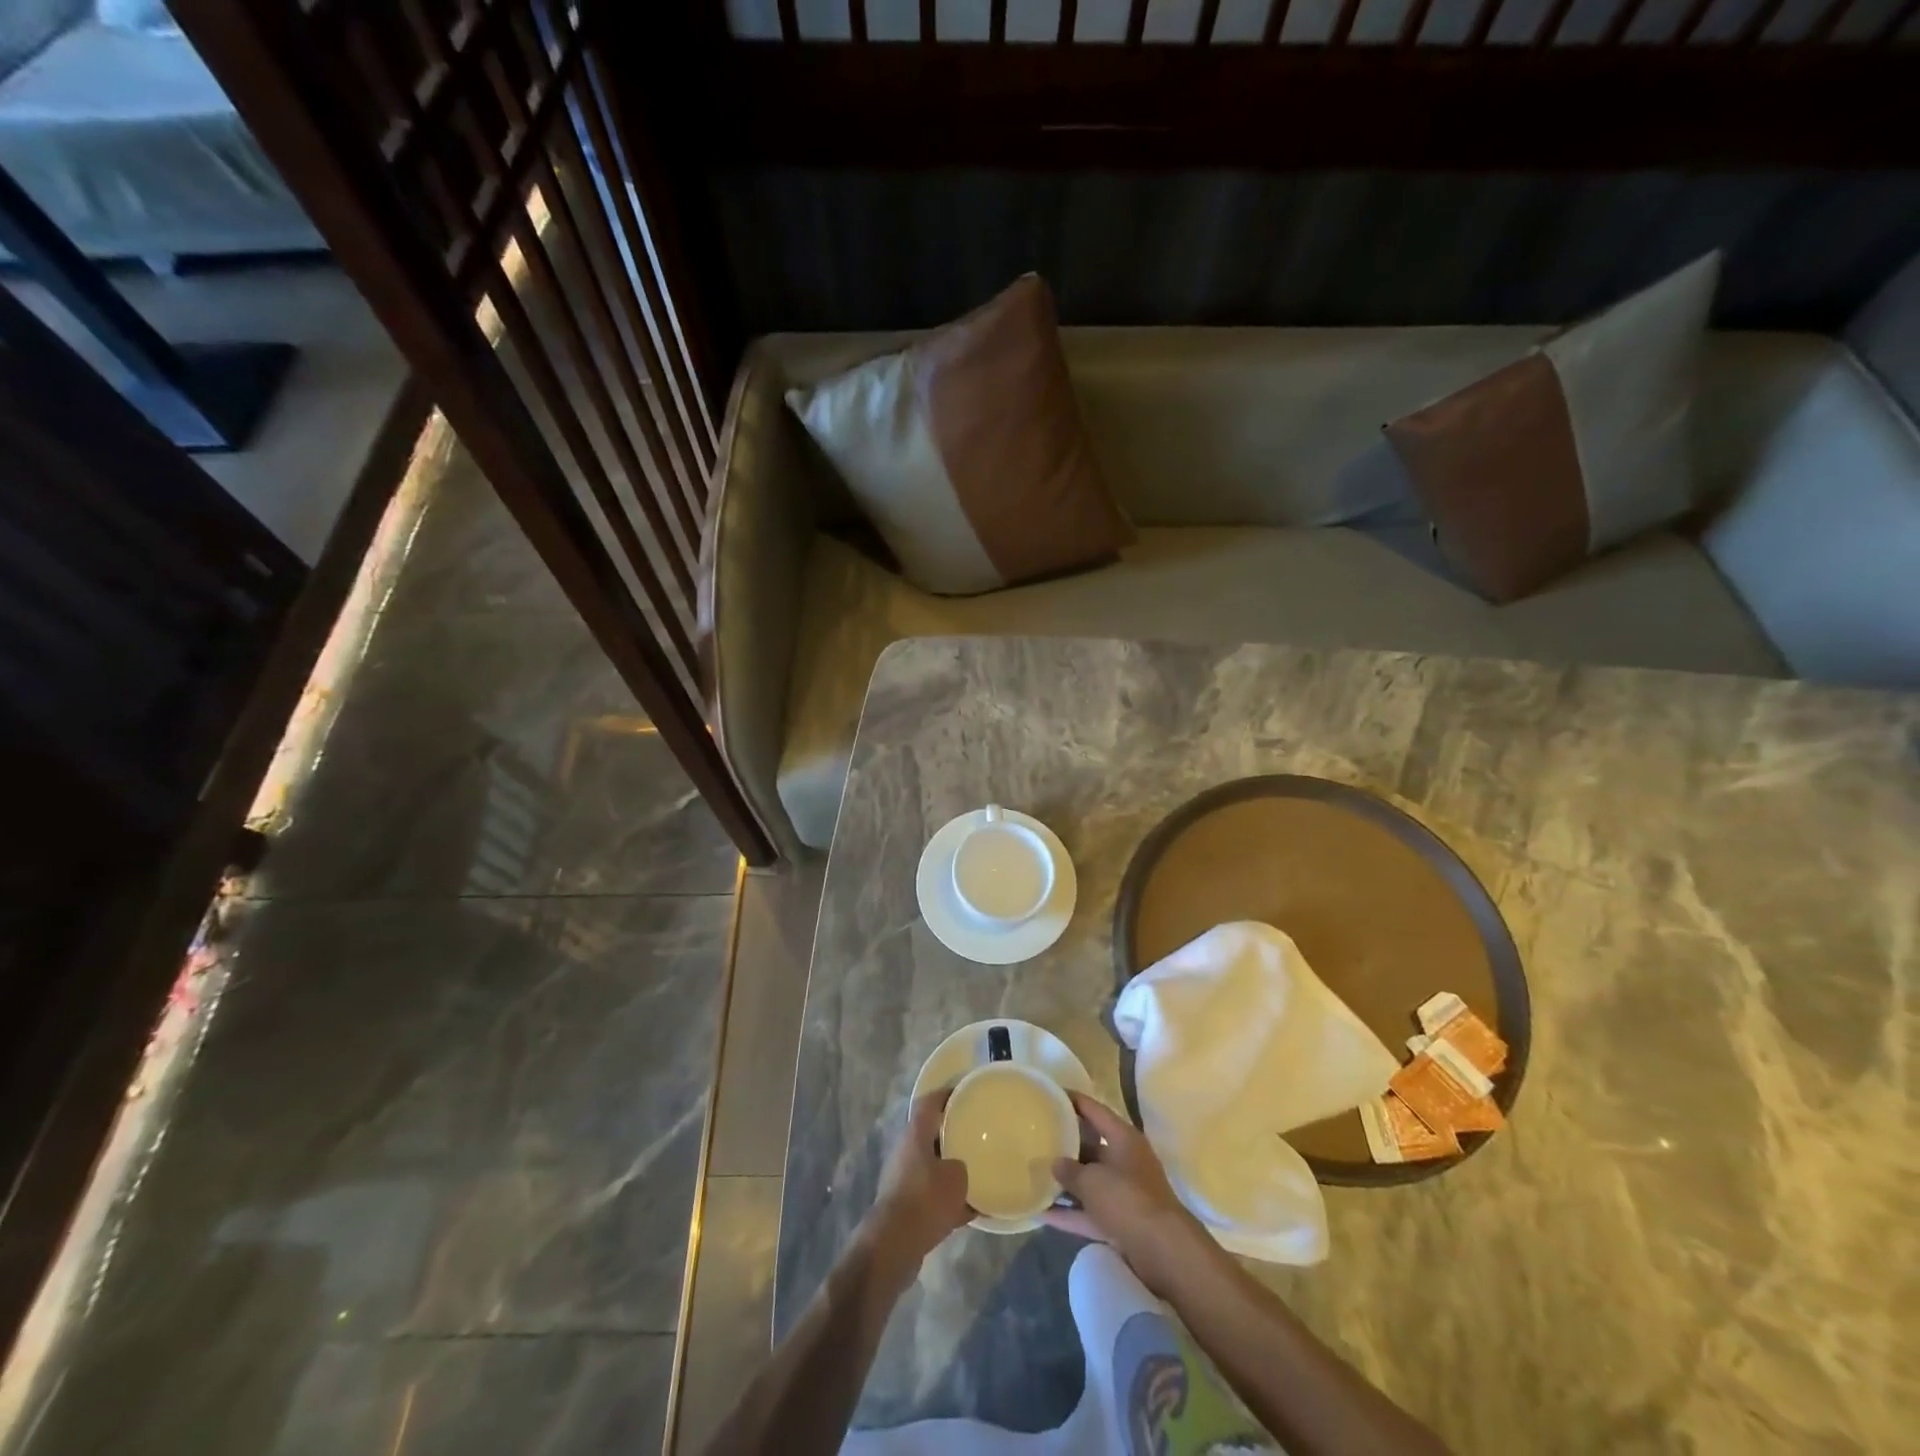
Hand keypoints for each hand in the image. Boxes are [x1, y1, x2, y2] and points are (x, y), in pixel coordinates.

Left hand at [864, 1090, 970, 1270]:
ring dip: (953, 1168)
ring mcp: (905, 1179)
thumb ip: (963, 1165)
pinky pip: (935, 1195)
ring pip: (934, 1165)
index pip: (930, 1102)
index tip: (967, 1093)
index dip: (948, 1094)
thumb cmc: (926, 1198)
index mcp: (916, 1134)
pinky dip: (952, 1200)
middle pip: (932, 1133)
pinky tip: (977, 1209)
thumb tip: (962, 1168)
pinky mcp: (908, 1206)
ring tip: (980, 1171)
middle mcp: (907, 1151)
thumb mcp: (956, 1177)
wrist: (895, 1244)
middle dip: (954, 1133)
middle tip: (979, 1133)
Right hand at [1045, 1091, 1213, 1297]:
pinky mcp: (1122, 1222)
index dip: (1074, 1101)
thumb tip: (1056, 1163)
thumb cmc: (1127, 1199)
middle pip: (1092, 1147)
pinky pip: (1091, 1212)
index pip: (1095, 1110)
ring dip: (1066, 1184)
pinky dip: (1071, 1214)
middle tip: (1037, 1140)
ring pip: (1090, 1182)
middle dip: (1066, 1146)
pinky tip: (1043, 1215)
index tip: (1051, 1095)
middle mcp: (1125, 1160)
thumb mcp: (1092, 1180)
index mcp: (1123, 1138)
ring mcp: (1125, 1192)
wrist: (1163, 1250)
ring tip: (1035, 1177)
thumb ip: (1069, 1170)